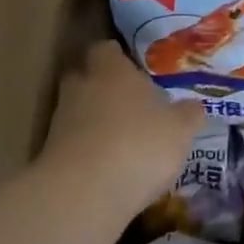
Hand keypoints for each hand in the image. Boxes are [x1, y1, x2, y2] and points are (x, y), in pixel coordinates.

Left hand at [39, 42, 205, 221]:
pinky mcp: (50, 155)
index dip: (119, 57)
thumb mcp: (181, 129)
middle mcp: (82, 88)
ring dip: (96, 121)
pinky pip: (74, 143)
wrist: (84, 194)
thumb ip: (189, 114)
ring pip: (79, 111)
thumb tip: (193, 107)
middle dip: (104, 87)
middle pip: (87, 77)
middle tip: (130, 102)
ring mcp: (61, 122)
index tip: (135, 68)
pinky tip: (110, 166)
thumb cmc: (140, 145)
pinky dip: (89, 149)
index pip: (107, 49)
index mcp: (112, 70)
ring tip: (124, 139)